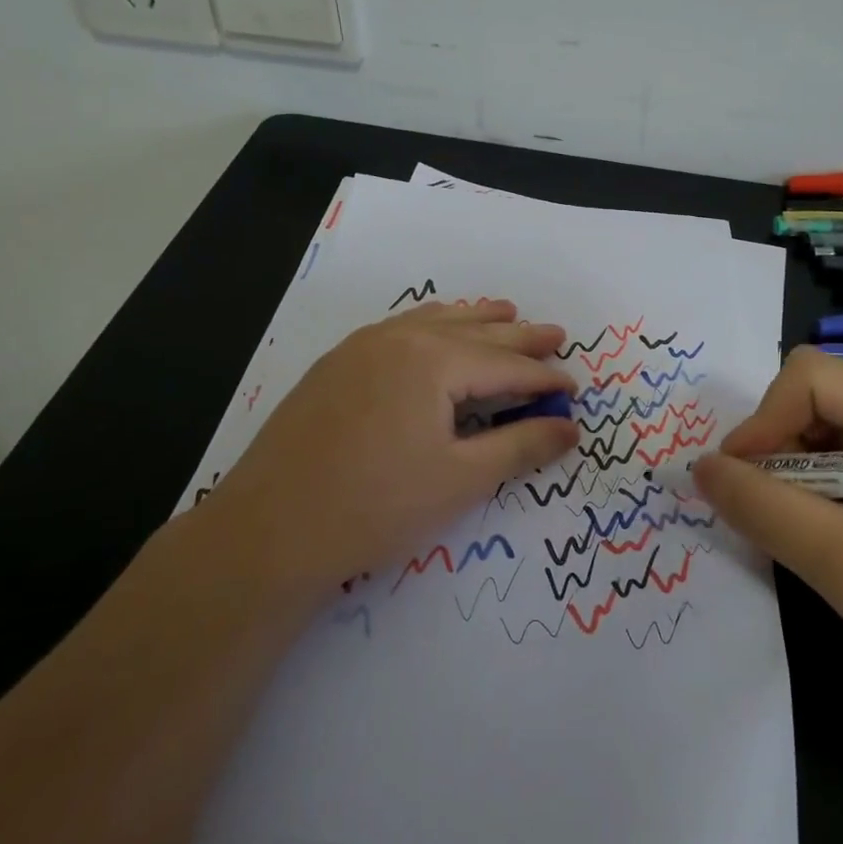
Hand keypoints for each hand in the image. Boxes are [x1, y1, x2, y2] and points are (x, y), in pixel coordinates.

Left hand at [194, 300, 580, 601]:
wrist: (269, 530)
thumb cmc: (375, 507)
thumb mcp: (460, 481)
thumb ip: (521, 447)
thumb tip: (569, 427)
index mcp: (433, 360)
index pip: (504, 365)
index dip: (544, 377)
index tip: (573, 388)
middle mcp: (399, 339)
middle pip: (474, 332)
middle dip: (519, 336)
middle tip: (555, 334)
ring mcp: (361, 347)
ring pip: (433, 322)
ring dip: (475, 320)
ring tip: (505, 313)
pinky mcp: (336, 365)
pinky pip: (400, 330)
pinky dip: (432, 327)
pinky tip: (436, 331)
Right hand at [690, 348, 842, 717]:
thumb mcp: (842, 563)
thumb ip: (763, 508)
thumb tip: (701, 467)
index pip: (809, 376)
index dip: (763, 420)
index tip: (743, 481)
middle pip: (811, 392)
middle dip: (774, 444)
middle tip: (768, 507)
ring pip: (820, 422)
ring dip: (791, 466)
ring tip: (796, 524)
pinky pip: (841, 450)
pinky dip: (813, 481)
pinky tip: (824, 527)